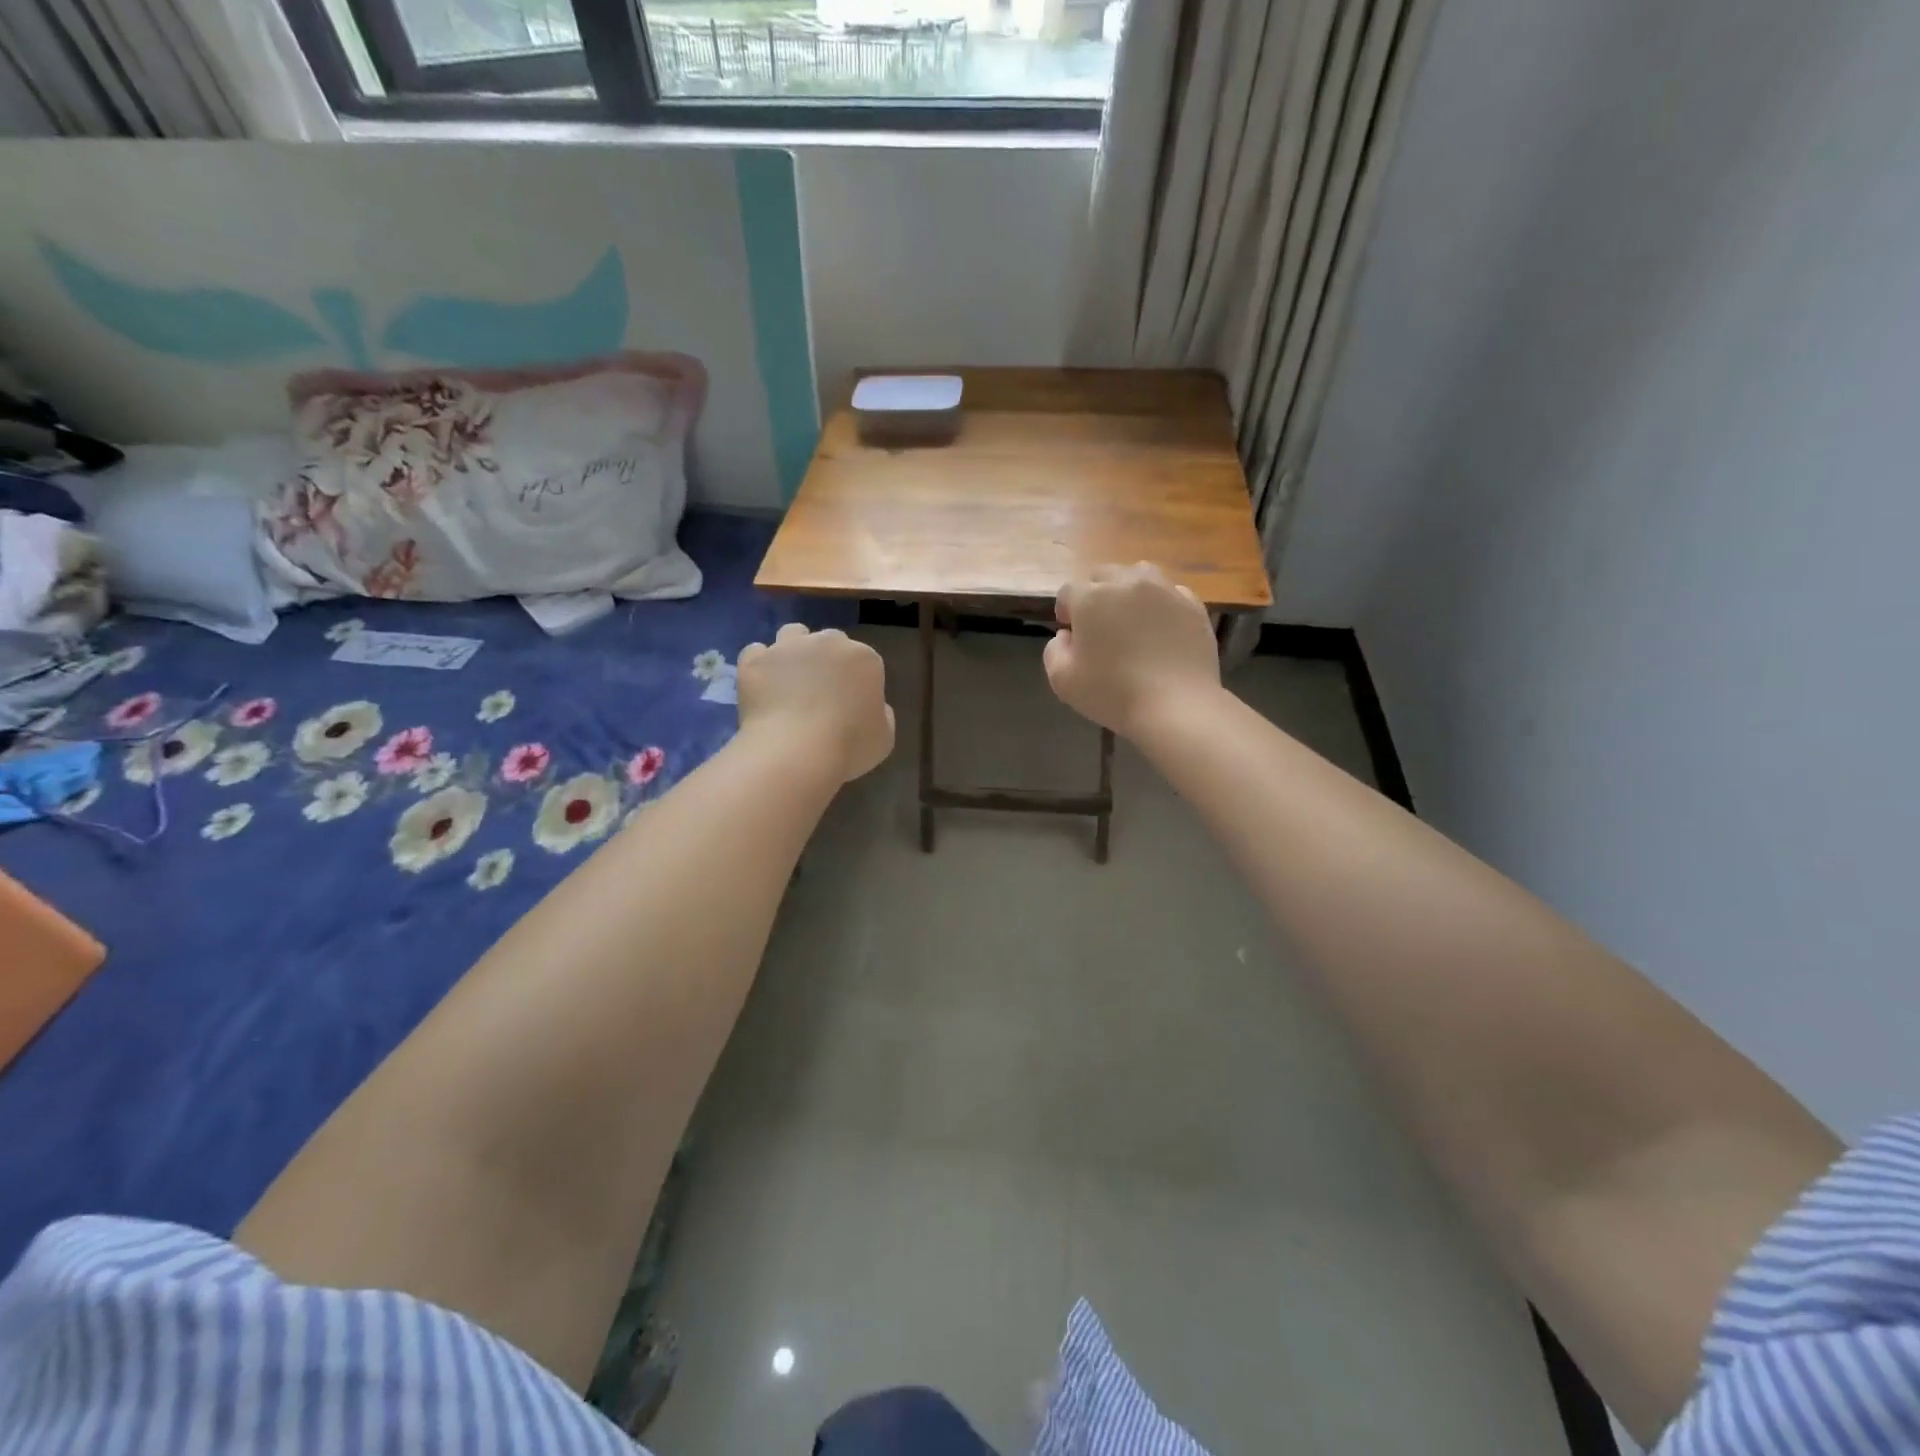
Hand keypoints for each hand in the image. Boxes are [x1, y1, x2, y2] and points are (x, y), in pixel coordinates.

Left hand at [737, 623, 894, 782]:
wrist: (796, 751)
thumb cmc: (849, 747)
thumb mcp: (884, 737)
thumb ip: (881, 713)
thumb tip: (871, 705)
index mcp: (863, 658)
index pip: (862, 659)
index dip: (855, 679)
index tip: (849, 702)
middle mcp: (827, 642)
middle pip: (829, 641)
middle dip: (825, 659)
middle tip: (819, 691)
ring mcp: (788, 647)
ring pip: (792, 634)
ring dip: (793, 651)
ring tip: (788, 679)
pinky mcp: (755, 660)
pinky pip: (756, 653)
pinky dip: (760, 666)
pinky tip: (762, 686)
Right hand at [1043, 563, 1220, 738]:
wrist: (1176, 706)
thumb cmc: (1113, 693)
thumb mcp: (1062, 680)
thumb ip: (1054, 650)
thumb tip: (1067, 635)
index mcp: (1091, 598)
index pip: (1069, 592)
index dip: (1066, 612)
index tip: (1072, 635)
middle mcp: (1128, 583)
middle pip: (1104, 576)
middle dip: (1096, 596)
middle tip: (1100, 627)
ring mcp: (1165, 591)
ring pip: (1140, 575)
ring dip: (1129, 591)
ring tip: (1132, 619)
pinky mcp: (1193, 606)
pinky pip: (1171, 593)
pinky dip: (1161, 604)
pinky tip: (1161, 629)